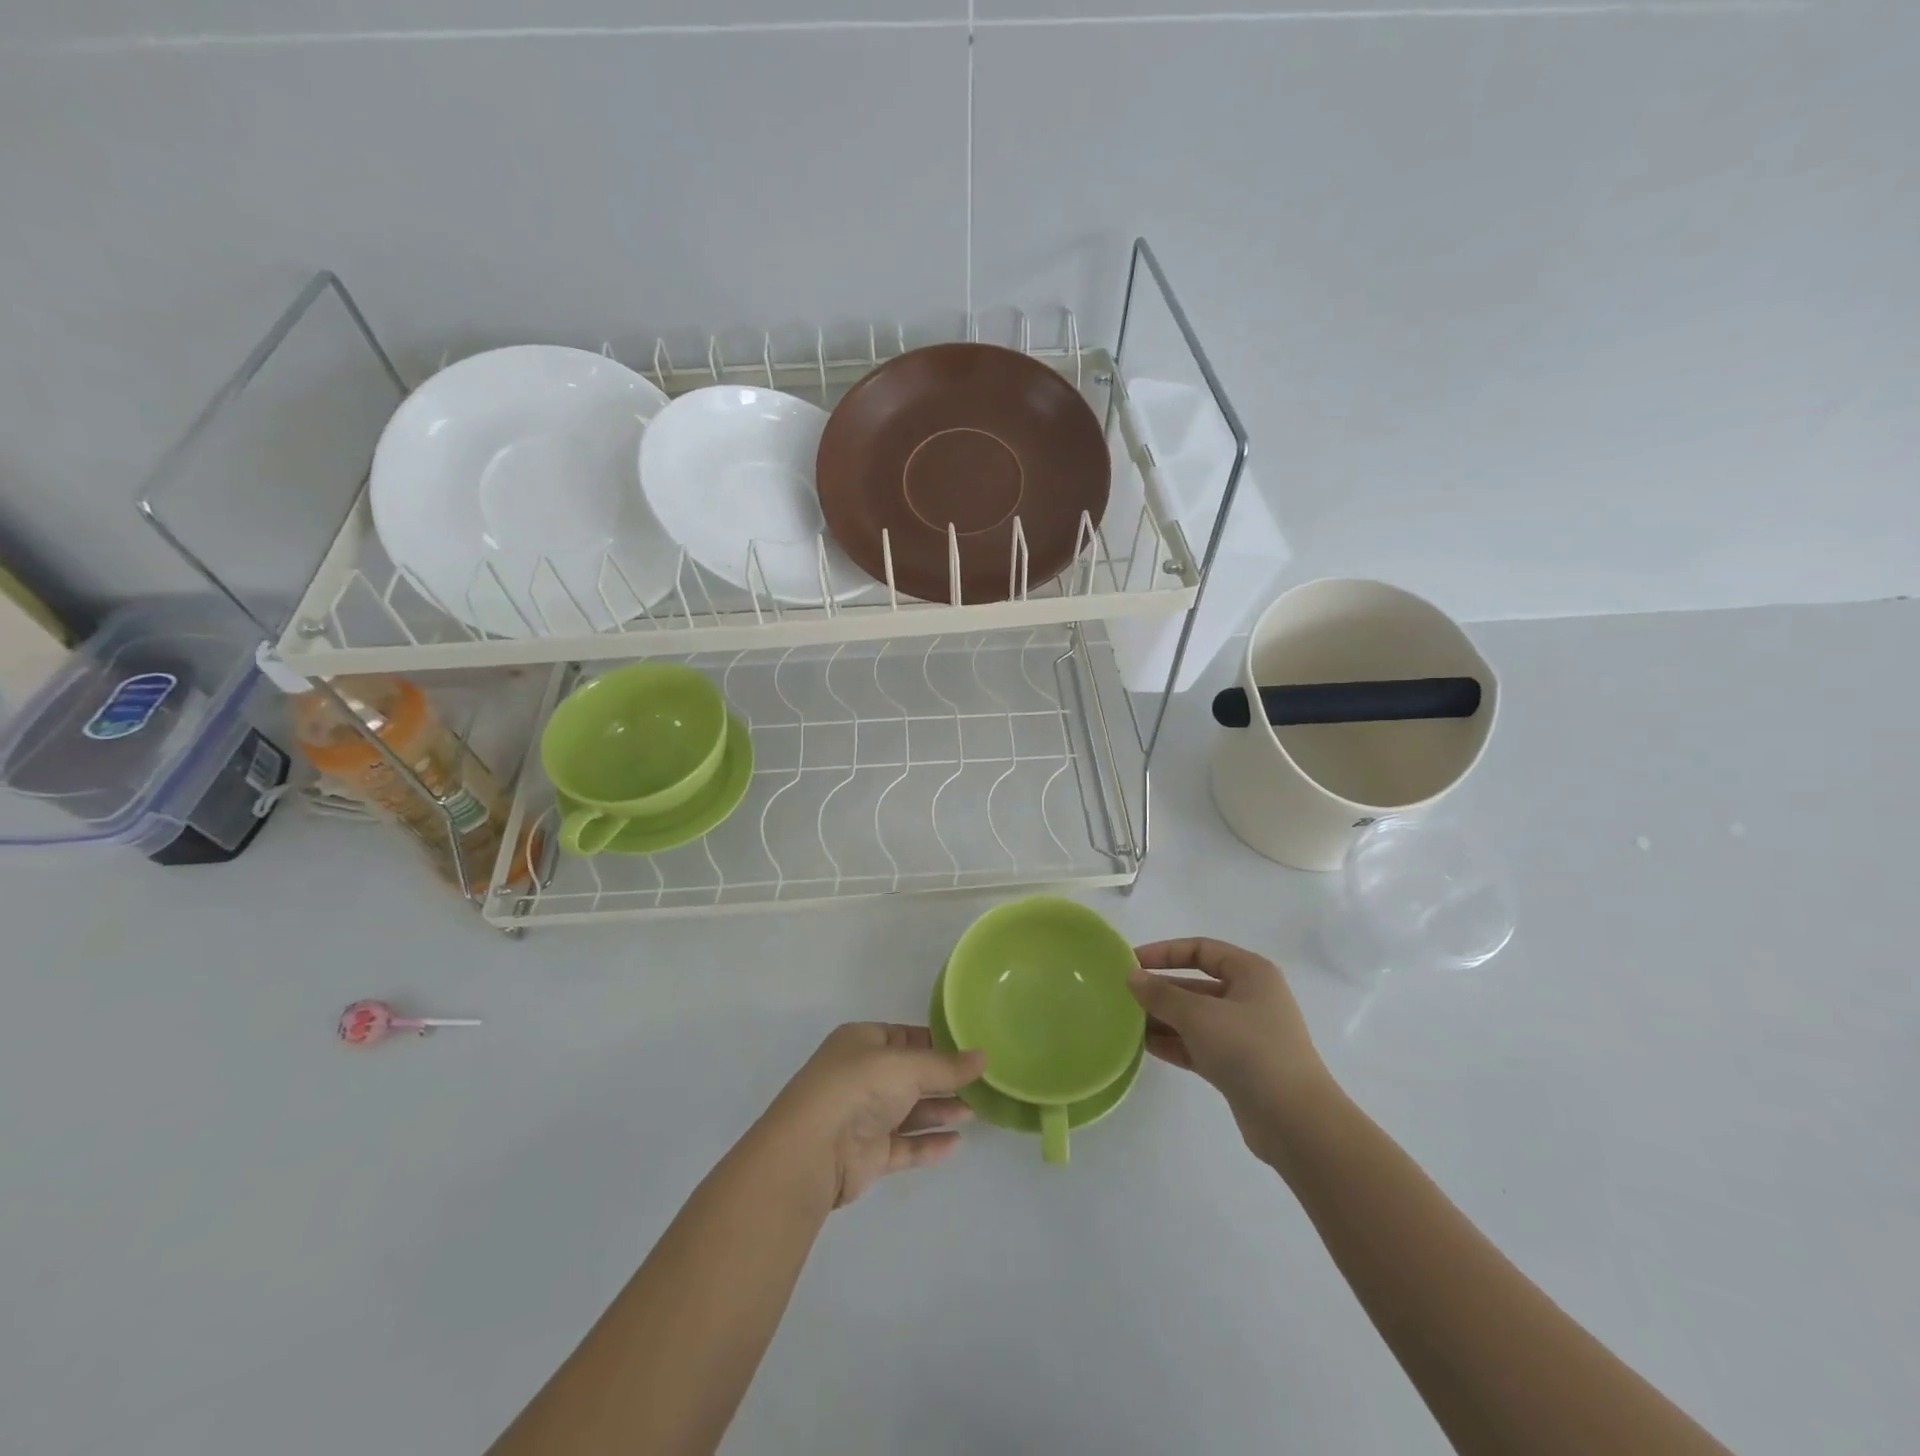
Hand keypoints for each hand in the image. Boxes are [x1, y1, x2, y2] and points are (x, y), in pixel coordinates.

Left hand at [759, 1023, 985, 1208]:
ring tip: (976, 1111)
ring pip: (910, 1110)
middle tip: (981, 1084)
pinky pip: (905, 1145)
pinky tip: (956, 1143)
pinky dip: (929, 1143)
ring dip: (941, 1110)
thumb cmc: (858, 1088)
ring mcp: (864, 1116)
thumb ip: (946, 1066)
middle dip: (944, 1079)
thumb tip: (983, 1057)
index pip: (906, 1037)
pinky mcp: (868, 1153)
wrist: (812, 1151)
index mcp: (863, 1042)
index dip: (938, 1043)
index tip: (972, 1051)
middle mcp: (862, 1076)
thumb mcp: (906, 1065)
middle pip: (911, 1075)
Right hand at [1128, 938, 1332, 1159]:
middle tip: (1123, 997)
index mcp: (1251, 973)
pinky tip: (1144, 1046)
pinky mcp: (1238, 1066)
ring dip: (1163, 1019)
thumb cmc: (1249, 1050)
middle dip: (1161, 991)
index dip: (1165, 953)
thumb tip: (1132, 977)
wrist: (1295, 1122)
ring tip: (1126, 1023)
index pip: (1201, 950)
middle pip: (1196, 985)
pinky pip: (1199, 1045)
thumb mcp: (1199, 1015)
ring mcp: (1245, 1035)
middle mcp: (1250, 998)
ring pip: (1195, 1018)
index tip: (1132, 964)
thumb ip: (1162, 994)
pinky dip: (1174, 1043)